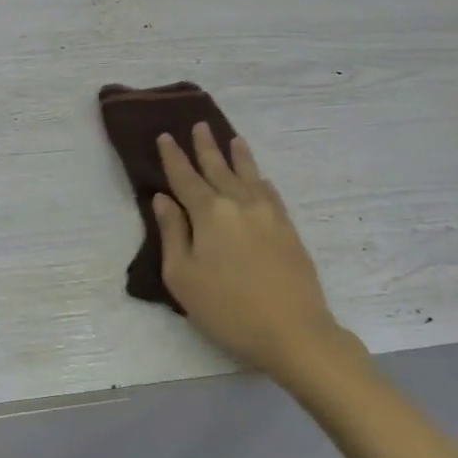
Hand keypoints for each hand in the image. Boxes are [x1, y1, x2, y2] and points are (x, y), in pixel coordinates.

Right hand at [153, 124, 362, 383]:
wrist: (294, 332)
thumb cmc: (228, 309)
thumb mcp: (183, 277)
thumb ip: (172, 233)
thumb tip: (163, 199)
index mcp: (209, 213)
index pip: (185, 177)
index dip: (173, 157)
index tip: (165, 136)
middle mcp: (239, 203)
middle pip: (218, 168)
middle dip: (206, 147)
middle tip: (199, 125)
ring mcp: (268, 214)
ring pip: (249, 175)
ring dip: (238, 156)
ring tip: (233, 139)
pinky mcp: (288, 229)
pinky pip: (271, 193)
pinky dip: (261, 180)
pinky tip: (261, 178)